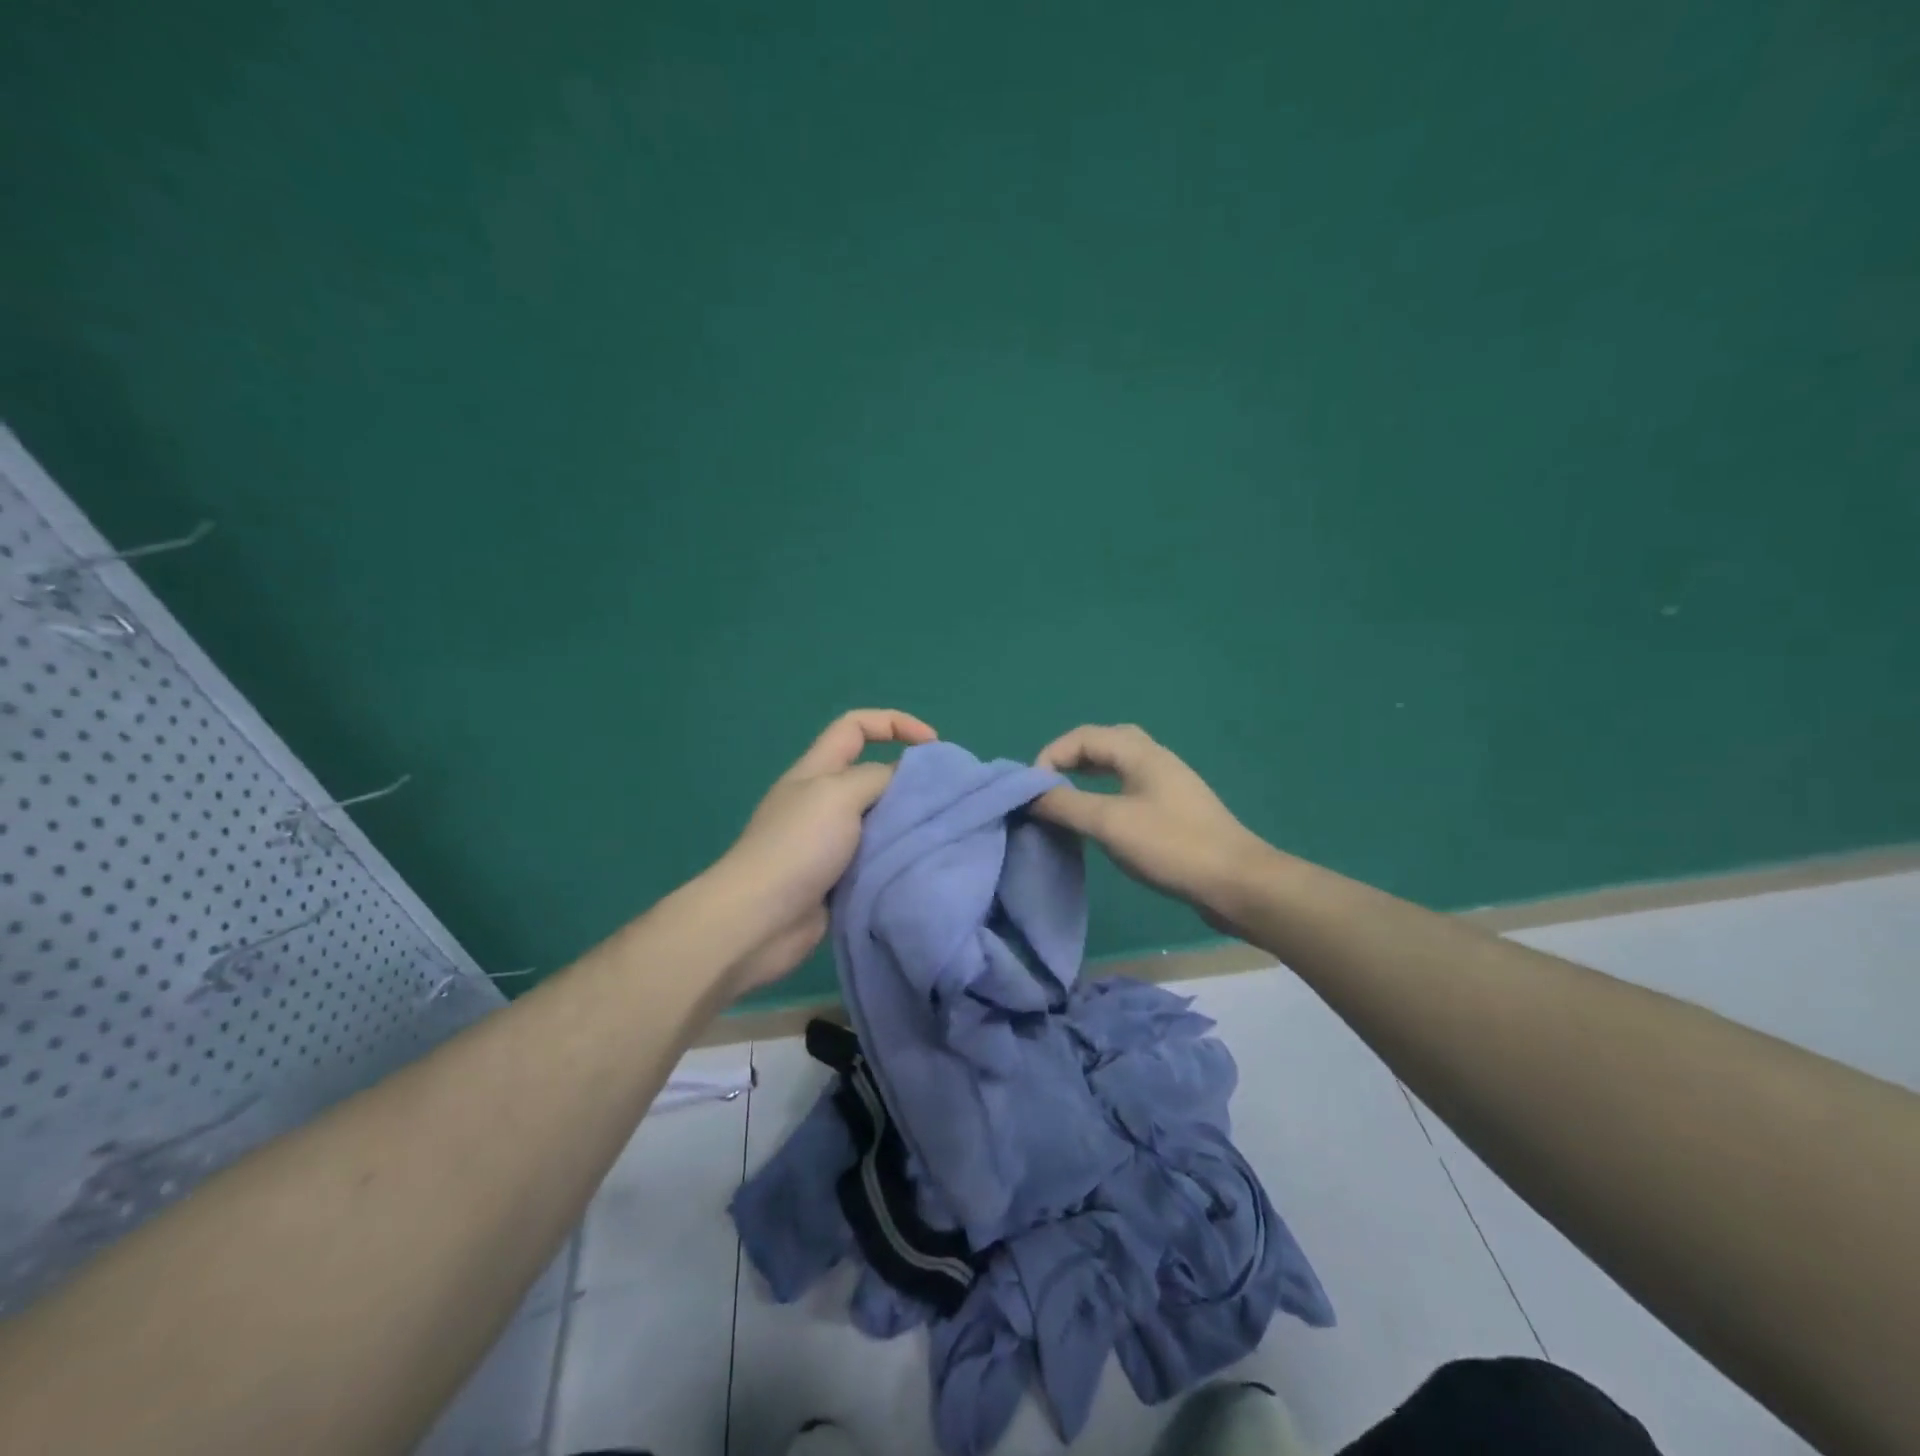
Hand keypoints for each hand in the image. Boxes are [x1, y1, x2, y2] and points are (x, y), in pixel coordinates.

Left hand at [714, 709, 937, 992]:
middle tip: (948, 799)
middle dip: (909, 781)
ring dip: (907, 825)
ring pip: (879, 820)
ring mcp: (828, 843)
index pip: (856, 726)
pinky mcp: (837, 880)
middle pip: (873, 775)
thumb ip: (877, 777)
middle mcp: (823, 801)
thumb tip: (905, 779)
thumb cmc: (797, 846)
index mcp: (817, 770)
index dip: (895, 723)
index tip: (934, 745)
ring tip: (943, 834)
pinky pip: (876, 859)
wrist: (759, 921)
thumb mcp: (838, 794)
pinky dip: (897, 859)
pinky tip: (921, 866)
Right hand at [1031, 724, 1274, 936]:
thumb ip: (1065, 805)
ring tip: (1065, 801)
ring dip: (1087, 777)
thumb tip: (1029, 796)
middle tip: (1048, 787)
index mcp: (1140, 753)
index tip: (1032, 790)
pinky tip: (1100, 821)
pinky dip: (1105, 795)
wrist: (1237, 883)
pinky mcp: (1175, 811)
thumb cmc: (1171, 846)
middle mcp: (1155, 760)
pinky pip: (1130, 789)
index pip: (1084, 736)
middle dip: (1070, 759)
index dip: (1052, 755)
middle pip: (1104, 744)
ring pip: (1119, 767)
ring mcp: (1169, 786)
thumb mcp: (1109, 823)